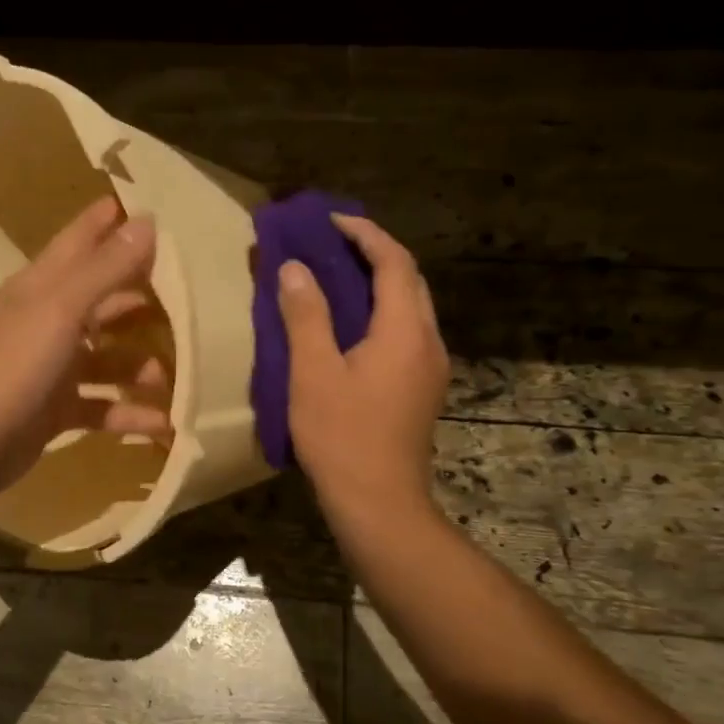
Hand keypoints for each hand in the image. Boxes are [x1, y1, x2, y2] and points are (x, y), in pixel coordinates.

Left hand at [0, 196, 172, 501]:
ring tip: (179, 373)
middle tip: (193, 296)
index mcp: (43, 285)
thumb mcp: (61, 309)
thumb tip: (146, 221)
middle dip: (141, 297)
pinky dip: (128, 414)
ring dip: (140, 364)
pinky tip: (163, 423)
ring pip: (106, 358)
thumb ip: (105, 268)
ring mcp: (50, 368)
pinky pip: (101, 406)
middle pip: (102, 300)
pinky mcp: (54, 411)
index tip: (154, 207)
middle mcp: (48, 320)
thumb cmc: (9, 364)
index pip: (81, 240)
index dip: (110, 222)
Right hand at [278, 214, 448, 527]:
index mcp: (405, 330)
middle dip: (374, 252)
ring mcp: (429, 367)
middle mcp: (428, 341)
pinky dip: (379, 312)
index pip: (394, 262)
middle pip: (409, 280)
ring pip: (409, 307)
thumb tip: (294, 268)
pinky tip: (349, 325)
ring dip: (378, 283)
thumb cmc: (342, 436)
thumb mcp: (312, 372)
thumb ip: (305, 315)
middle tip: (331, 243)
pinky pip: (404, 332)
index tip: (329, 220)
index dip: (365, 233)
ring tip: (336, 276)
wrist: (379, 502)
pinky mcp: (421, 388)